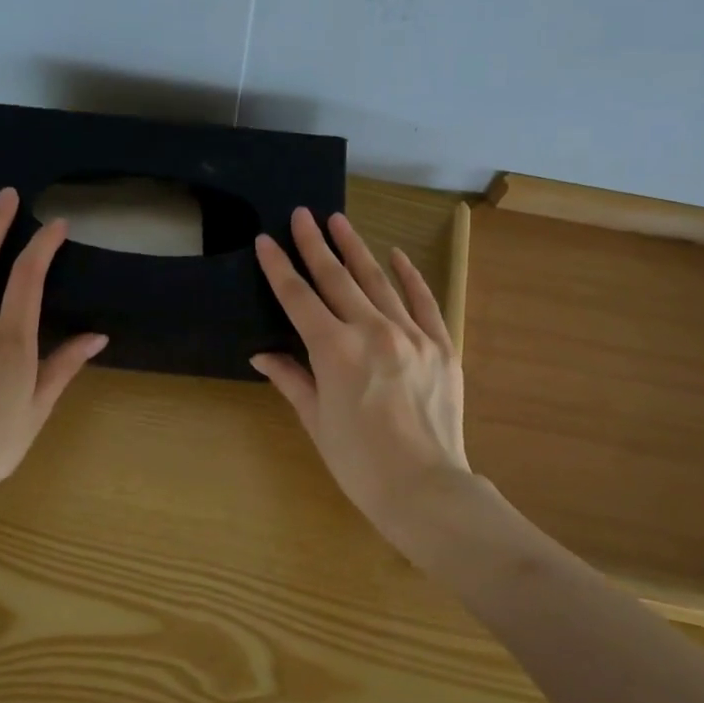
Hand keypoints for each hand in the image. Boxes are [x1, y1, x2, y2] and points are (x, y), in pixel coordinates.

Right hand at [251, 208, 470, 555]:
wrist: (424, 488)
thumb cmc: (358, 462)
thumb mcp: (315, 421)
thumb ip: (291, 379)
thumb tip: (262, 355)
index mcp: (334, 351)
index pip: (298, 298)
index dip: (279, 268)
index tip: (265, 240)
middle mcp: (372, 331)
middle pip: (337, 278)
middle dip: (315, 244)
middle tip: (302, 214)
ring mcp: (412, 334)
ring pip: (378, 281)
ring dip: (356, 249)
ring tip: (339, 221)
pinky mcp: (441, 345)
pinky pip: (423, 301)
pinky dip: (409, 276)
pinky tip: (396, 255)